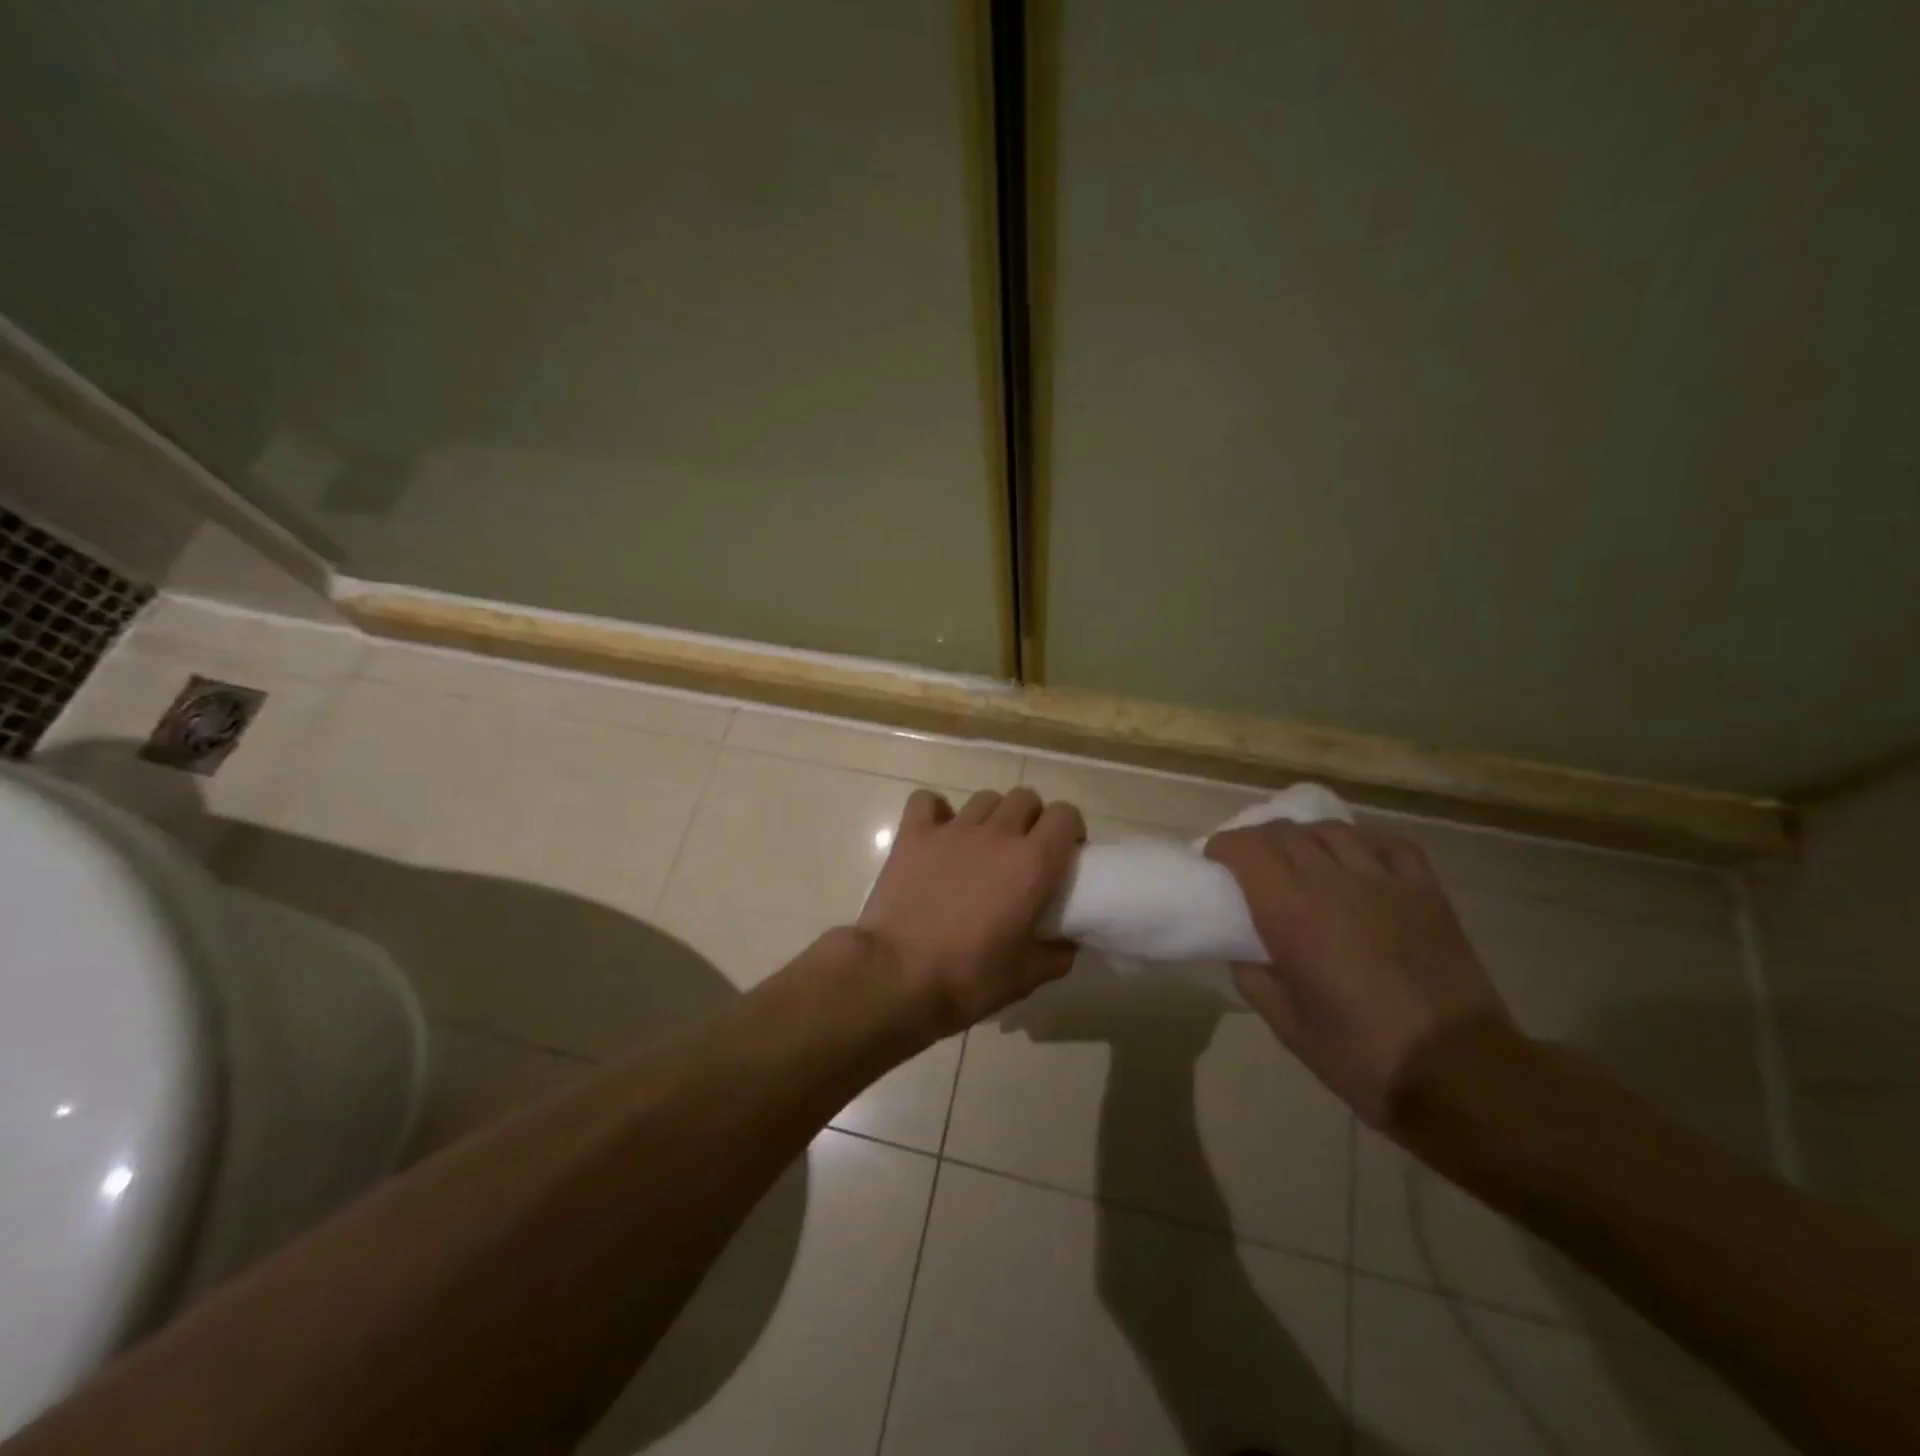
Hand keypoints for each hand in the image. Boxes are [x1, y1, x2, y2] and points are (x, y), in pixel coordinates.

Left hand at [856, 787, 1084, 1037]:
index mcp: (1032, 863)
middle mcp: (997, 834)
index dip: (1068, 829)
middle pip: (1026, 798)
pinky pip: (927, 801)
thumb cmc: (967, 978)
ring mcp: (952, 830)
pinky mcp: (913, 834)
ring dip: (991, 816)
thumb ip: (1055, 955)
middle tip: (1024, 852)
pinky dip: (936, 811)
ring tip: (982, 847)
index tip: (1064, 853)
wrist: (896, 977)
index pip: (1065, 815)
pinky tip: (937, 834)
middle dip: (1032, 819)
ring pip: (984, 799)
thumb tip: (1068, 944)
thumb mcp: (1025, 977)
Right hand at [1205, 820, 1509, 1130]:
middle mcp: (1333, 882)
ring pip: (1332, 831)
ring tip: (1301, 859)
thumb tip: (1245, 951)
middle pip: (1284, 833)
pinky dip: (1362, 841)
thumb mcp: (1287, 1025)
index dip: (1223, 847)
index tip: (1216, 863)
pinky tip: (1356, 858)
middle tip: (1251, 865)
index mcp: (1291, 913)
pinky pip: (1388, 843)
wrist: (1459, 1074)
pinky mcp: (1426, 890)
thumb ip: (1254, 977)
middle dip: (1258, 841)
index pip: (1246, 849)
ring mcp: (1384, 881)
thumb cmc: (1361, 1055)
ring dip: (1305, 838)